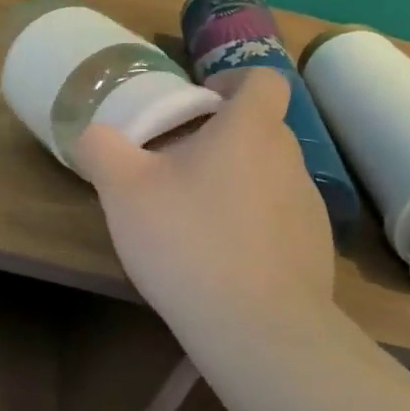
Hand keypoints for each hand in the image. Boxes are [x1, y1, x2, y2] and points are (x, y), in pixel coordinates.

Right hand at [74, 66, 336, 353]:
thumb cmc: (188, 240)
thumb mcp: (122, 189)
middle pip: (260, 129)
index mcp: (249, 131)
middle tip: (175, 164)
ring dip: (235, 182)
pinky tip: (221, 260)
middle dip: (220, 137)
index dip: (230, 81)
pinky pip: (279, 220)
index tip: (198, 102)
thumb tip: (94, 133)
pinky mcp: (315, 252)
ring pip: (269, 176)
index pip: (262, 80)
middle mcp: (289, 160)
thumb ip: (102, 148)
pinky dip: (252, 226)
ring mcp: (309, 208)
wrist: (257, 330)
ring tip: (194, 217)